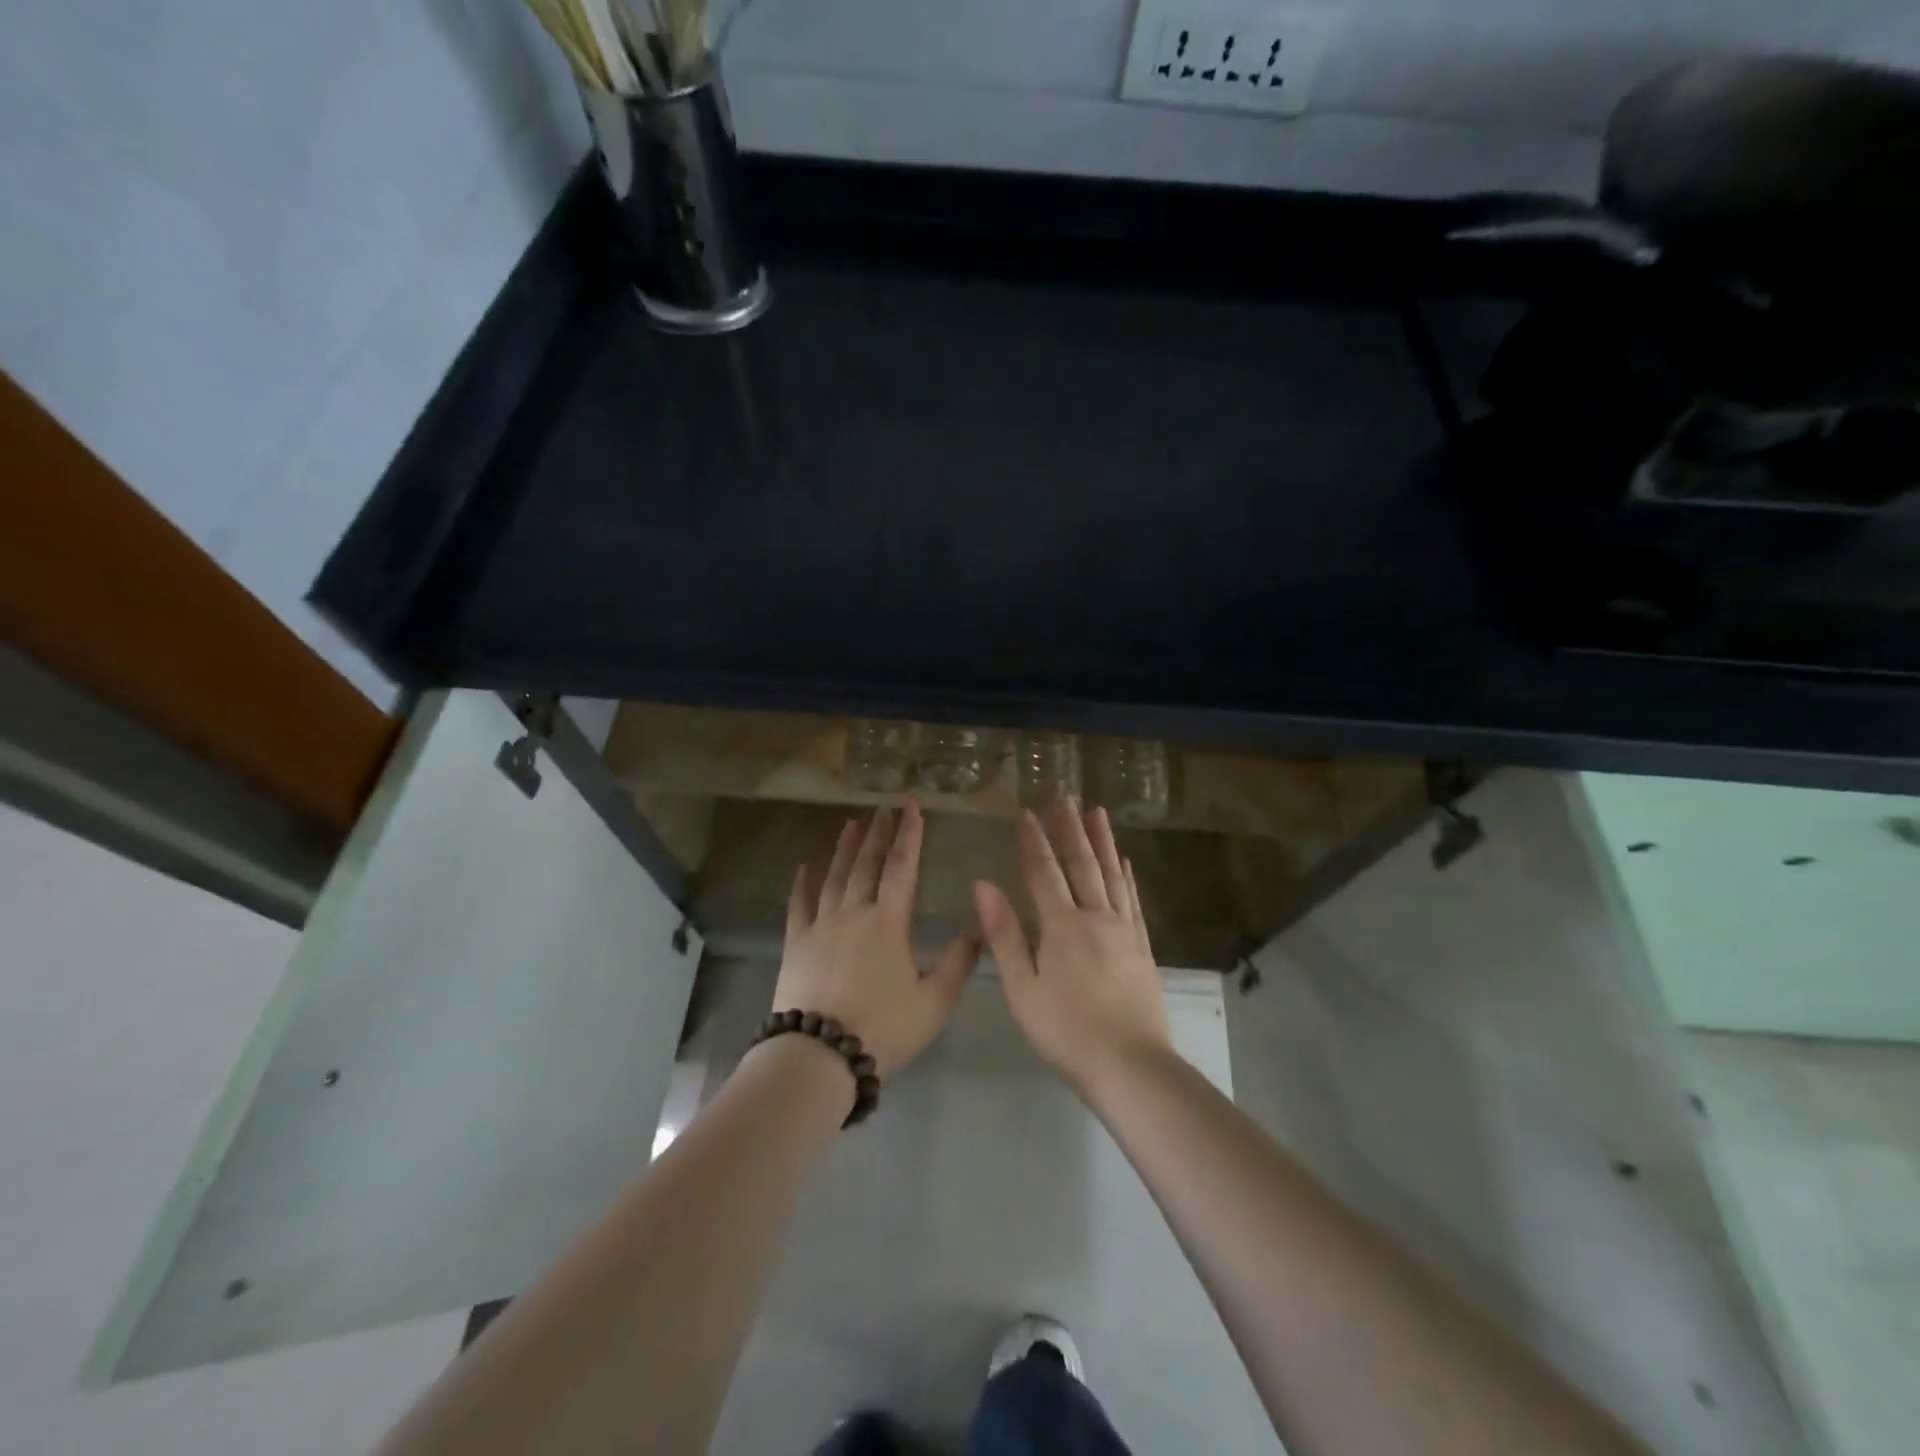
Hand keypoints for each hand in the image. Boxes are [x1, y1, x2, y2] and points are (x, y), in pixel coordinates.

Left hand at [775, 803, 979, 1079]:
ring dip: (844, 848)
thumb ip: (959, 963)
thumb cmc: (883, 1029)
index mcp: (889, 922)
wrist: (819, 1056)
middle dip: (878, 833)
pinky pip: (798, 904)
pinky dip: (802, 882)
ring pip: (834, 876)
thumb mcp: (934, 1002)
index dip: (910, 835)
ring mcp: (820, 925)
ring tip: (852, 823)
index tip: (912, 808)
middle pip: (867, 863)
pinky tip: (805, 866)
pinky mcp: (796, 943)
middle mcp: (854, 913)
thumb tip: (980, 928)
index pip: (903, 867)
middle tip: (884, 808)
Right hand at [973, 801, 1173, 1095]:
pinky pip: (1133, 899)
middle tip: (1064, 796)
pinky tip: (1125, 861)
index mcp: (1062, 925)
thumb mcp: (1022, 989)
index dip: (1034, 841)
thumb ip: (1004, 935)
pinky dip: (1127, 875)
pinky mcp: (1142, 946)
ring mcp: (1123, 930)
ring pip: (1111, 874)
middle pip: (1081, 863)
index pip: (1044, 872)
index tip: (1027, 812)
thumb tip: (984, 884)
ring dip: (1102, 841)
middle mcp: (1095, 917)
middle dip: (1069, 828)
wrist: (1131, 1066)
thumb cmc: (1066, 1032)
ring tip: (1096, 812)